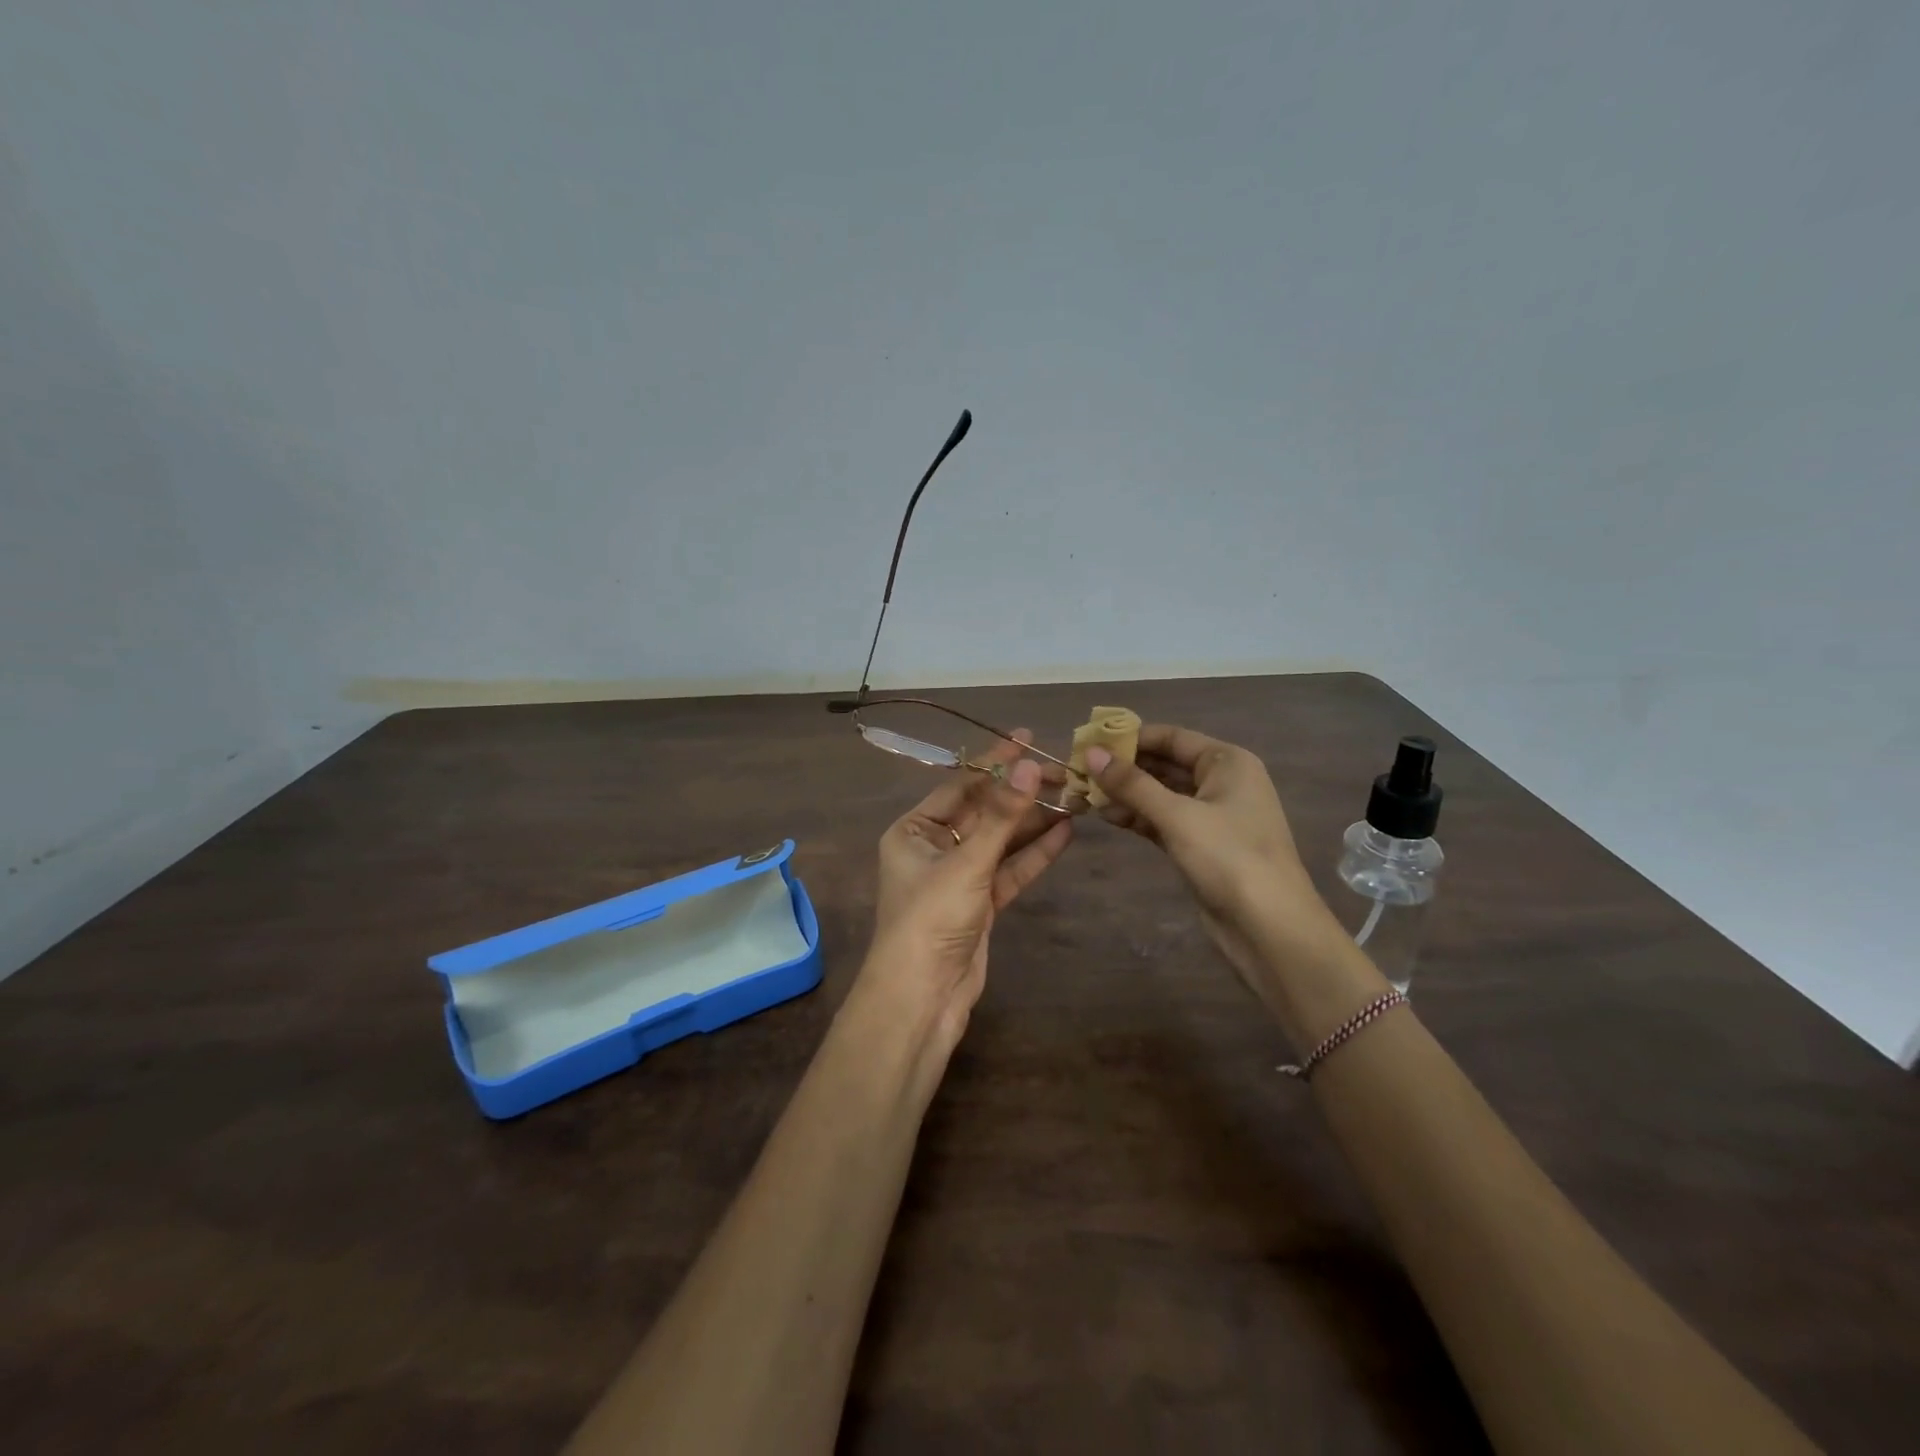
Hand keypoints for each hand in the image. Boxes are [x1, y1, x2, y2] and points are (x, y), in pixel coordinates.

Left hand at [855, 731, 1073, 1053]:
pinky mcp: (981, 904)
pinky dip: (1035, 854)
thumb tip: (1030, 765)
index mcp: (913, 830)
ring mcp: (959, 876)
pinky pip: (1010, 870)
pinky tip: (1065, 832)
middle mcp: (934, 847)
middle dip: (1021, 793)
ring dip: (1033, 822)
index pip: (960, 785)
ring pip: (1001, 841)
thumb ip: (1002, 815)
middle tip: (1063, 772)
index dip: (994, 762)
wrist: (923, 997)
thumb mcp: (967, 862)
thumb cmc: (931, 918)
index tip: (1027, 739)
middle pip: (984, 811)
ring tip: (1074, 797)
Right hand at [1086, 724, 1346, 995]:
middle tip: (1080, 769)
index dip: (1130, 738)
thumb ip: (1132, 784)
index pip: (1172, 737)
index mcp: (1227, 762)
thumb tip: (1092, 753)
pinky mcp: (1201, 845)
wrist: (1269, 928)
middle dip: (1124, 768)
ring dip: (1127, 794)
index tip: (1089, 741)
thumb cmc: (1229, 858)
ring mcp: (1212, 815)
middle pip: (1165, 764)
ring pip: (1161, 794)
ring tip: (1085, 794)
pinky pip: (1163, 820)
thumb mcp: (1177, 815)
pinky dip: (1138, 817)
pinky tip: (1107, 816)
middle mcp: (1222, 782)